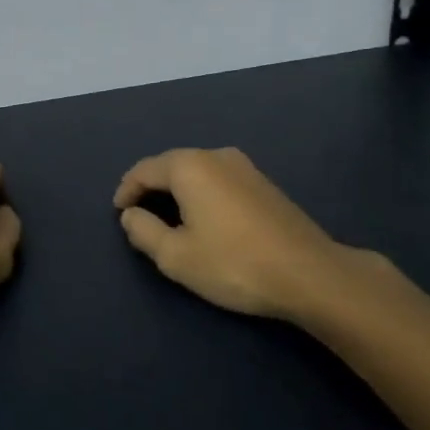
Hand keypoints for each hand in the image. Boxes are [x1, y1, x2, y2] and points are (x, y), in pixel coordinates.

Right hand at [115, 146, 387, 322]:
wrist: (311, 274)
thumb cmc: (234, 264)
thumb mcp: (176, 256)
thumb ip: (143, 232)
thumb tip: (131, 215)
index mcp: (190, 166)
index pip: (144, 169)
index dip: (126, 190)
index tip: (119, 214)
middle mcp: (216, 155)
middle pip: (171, 165)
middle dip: (151, 188)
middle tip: (139, 216)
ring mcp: (245, 167)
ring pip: (197, 171)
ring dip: (177, 191)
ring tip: (169, 219)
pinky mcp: (264, 183)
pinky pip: (219, 180)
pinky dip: (202, 194)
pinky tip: (204, 219)